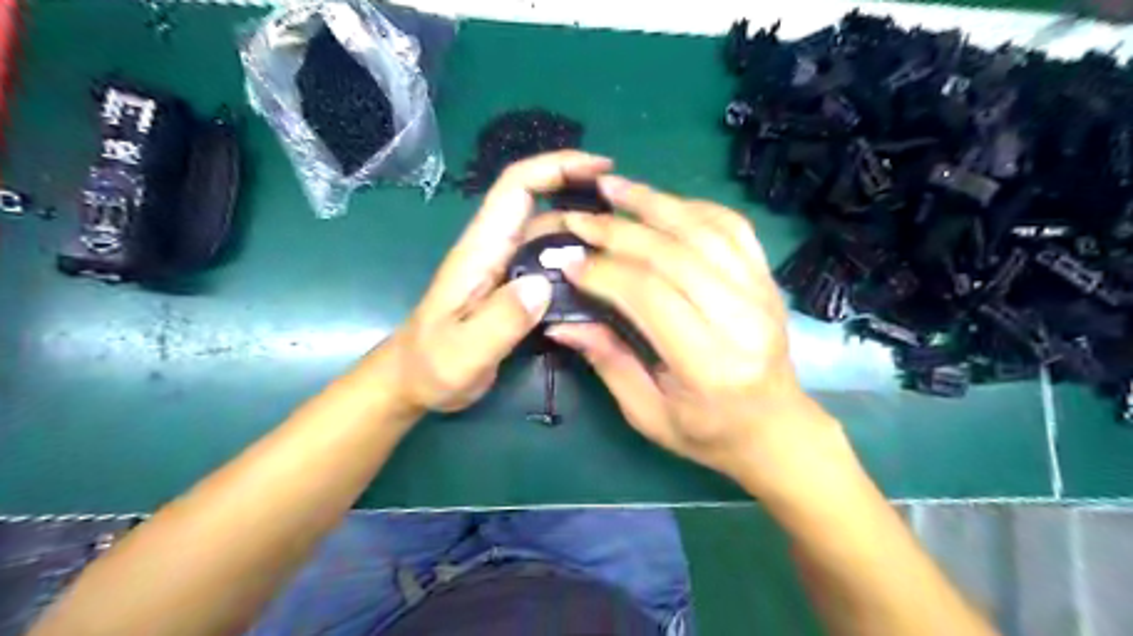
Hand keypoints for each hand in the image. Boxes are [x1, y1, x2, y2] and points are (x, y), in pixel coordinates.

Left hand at [380, 152, 610, 412]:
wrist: (415, 380)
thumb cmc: (432, 365)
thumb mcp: (464, 350)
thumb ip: (500, 319)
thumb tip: (543, 284)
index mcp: (481, 249)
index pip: (517, 187)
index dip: (557, 166)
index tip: (600, 168)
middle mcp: (497, 248)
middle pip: (541, 202)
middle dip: (583, 193)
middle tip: (628, 215)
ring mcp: (507, 267)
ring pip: (551, 232)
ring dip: (586, 229)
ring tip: (627, 245)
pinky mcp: (515, 286)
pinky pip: (552, 261)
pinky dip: (579, 259)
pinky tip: (604, 276)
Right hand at [544, 176, 834, 484]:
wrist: (775, 428)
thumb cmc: (707, 432)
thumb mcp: (648, 414)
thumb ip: (607, 361)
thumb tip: (561, 321)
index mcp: (708, 363)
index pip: (650, 296)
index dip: (604, 272)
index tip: (568, 260)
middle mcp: (741, 320)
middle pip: (674, 255)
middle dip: (618, 231)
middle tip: (578, 218)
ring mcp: (761, 293)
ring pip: (704, 230)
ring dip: (654, 202)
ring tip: (612, 187)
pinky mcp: (767, 279)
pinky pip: (732, 227)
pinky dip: (693, 207)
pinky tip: (662, 201)